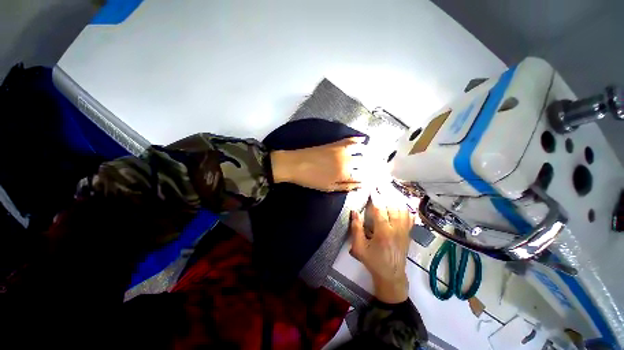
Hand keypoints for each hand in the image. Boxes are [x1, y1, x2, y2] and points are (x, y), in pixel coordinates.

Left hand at [270, 137, 366, 191]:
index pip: (364, 176)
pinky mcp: (335, 143)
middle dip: (373, 165)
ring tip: (373, 154)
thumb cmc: (311, 179)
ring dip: (369, 152)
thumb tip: (361, 185)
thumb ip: (346, 186)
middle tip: (377, 167)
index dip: (370, 178)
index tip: (375, 179)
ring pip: (361, 149)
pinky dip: (358, 139)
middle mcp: (346, 161)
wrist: (295, 164)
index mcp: (344, 174)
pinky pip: (350, 139)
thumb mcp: (328, 187)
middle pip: (365, 162)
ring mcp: (341, 150)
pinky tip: (363, 139)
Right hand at [349, 187, 414, 303]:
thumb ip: (356, 229)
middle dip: (386, 193)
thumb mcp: (359, 248)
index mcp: (383, 233)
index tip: (372, 187)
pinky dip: (407, 207)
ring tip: (389, 189)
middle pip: (393, 206)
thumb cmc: (373, 262)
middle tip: (381, 183)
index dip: (375, 197)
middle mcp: (396, 230)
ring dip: (396, 197)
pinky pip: (410, 217)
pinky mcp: (408, 233)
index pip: (380, 209)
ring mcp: (405, 231)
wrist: (391, 275)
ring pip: (403, 209)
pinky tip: (404, 200)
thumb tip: (354, 212)